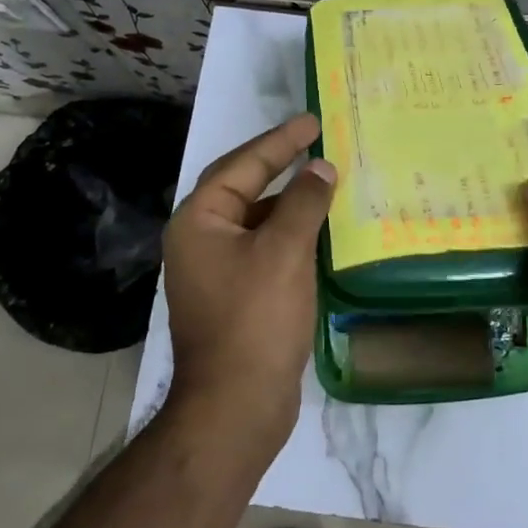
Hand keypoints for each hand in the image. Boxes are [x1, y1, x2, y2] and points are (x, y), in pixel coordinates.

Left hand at [162, 112, 335, 443]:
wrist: (236, 406)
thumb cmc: (255, 319)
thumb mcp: (284, 251)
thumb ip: (304, 202)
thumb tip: (320, 168)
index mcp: (199, 221)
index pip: (242, 165)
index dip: (279, 141)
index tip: (313, 120)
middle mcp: (201, 240)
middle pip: (244, 187)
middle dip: (280, 164)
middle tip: (317, 141)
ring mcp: (217, 271)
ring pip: (257, 220)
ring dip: (290, 201)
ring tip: (327, 182)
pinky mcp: (236, 296)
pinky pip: (265, 248)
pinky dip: (292, 234)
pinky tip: (322, 232)